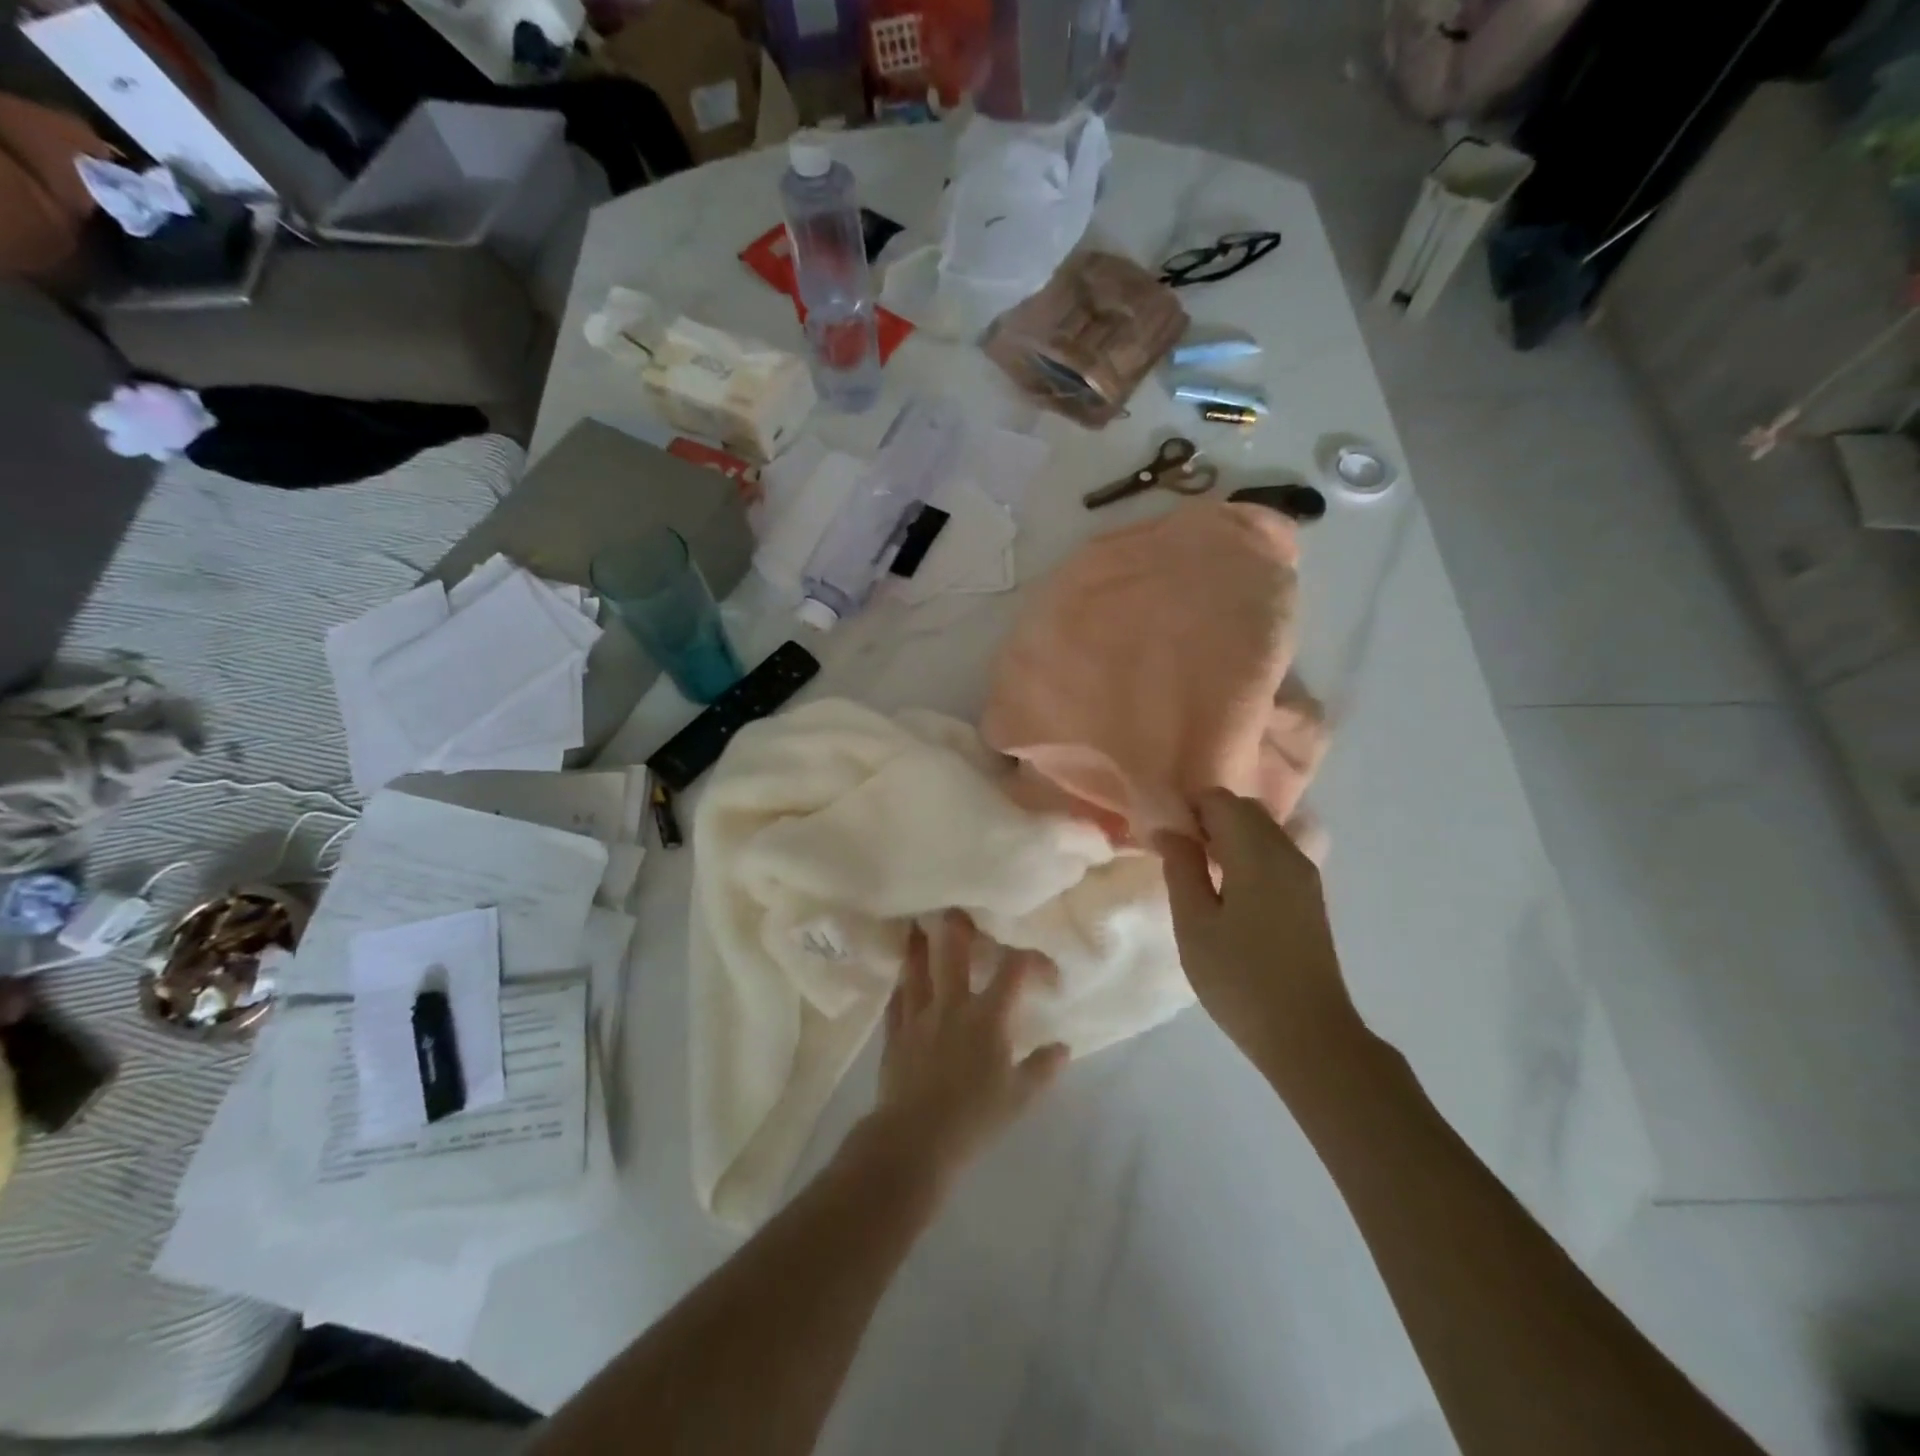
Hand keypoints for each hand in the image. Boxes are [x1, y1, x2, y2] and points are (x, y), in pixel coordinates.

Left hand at [862, 912, 1068, 1186]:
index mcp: (987, 1016)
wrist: (915, 1140)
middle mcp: (952, 1003)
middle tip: (957, 907)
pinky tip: (899, 977)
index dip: (1032, 959)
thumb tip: (1063, 1047)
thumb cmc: (975, 1118)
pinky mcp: (895, 1032)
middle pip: (954, 951)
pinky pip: (896, 999)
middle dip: (958, 927)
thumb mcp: (1020, 1098)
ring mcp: (919, 1015)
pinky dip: (900, 985)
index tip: (1045, 969)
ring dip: (919, 946)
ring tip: (916, 925)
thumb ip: (1042, 1069)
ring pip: (917, 968)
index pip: (1014, 970)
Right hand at [1157, 789, 1361, 1071]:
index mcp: (1258, 853)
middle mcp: (1288, 852)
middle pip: (1244, 810)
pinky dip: (1246, 854)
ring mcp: (1305, 874)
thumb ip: (1181, 868)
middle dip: (1207, 819)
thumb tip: (1170, 830)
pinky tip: (1228, 891)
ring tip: (1198, 874)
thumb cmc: (1240, 979)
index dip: (1187, 808)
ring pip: (1261, 830)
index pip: (1220, 800)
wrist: (1309, 1035)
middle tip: (1177, 855)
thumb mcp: (1194, 924)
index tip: (1163, 837)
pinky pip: (1274, 853)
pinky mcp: (1310, 896)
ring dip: (1227, 837)